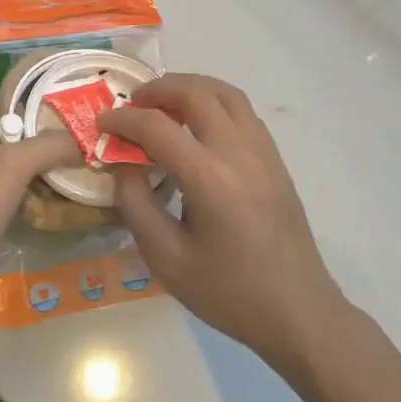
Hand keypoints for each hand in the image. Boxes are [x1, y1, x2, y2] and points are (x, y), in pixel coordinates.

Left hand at [0, 102, 78, 319]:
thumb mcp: (12, 163)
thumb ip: (48, 145)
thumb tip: (83, 141)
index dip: (18, 92)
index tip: (53, 90)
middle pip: (8, 134)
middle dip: (40, 130)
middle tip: (78, 126)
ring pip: (15, 168)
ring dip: (42, 165)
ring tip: (80, 157)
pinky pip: (17, 198)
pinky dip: (38, 196)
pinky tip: (66, 196)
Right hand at [100, 74, 344, 369]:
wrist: (298, 313)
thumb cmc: (229, 292)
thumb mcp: (167, 259)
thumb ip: (136, 205)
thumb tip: (122, 165)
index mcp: (210, 179)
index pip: (159, 127)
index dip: (124, 120)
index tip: (102, 124)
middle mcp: (240, 154)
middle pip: (198, 93)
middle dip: (159, 89)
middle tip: (132, 103)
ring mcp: (264, 153)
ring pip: (227, 94)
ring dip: (191, 88)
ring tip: (164, 104)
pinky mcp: (276, 161)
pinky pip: (243, 112)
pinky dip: (214, 103)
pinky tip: (198, 126)